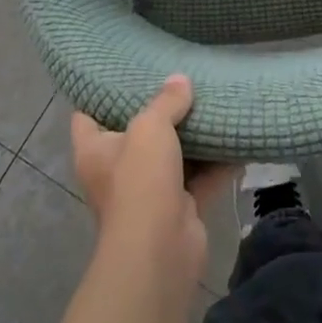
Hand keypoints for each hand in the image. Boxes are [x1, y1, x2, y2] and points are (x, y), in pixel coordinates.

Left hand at [71, 76, 233, 285]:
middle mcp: (116, 170)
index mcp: (94, 150)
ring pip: (171, 154)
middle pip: (135, 132)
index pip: (86, 115)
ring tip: (210, 100)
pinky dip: (216, 162)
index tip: (121, 70)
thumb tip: (180, 80)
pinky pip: (199, 177)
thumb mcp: (150, 127)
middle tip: (177, 79)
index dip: (99, 92)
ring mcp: (148, 191)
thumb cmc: (139, 181)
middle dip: (157, 110)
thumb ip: (166, 101)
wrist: (160, 252)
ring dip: (191, 135)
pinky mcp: (178, 207)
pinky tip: (235, 137)